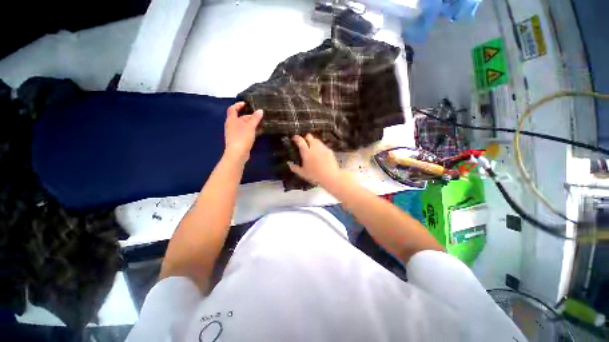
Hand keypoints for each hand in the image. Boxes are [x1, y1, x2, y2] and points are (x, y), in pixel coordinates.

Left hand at [224, 102, 262, 163]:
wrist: (237, 154)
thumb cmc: (242, 137)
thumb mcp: (250, 126)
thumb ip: (255, 118)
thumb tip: (260, 110)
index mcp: (231, 120)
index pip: (233, 109)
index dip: (238, 105)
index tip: (246, 104)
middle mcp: (231, 125)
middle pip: (240, 118)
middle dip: (249, 116)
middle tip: (259, 116)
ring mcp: (234, 133)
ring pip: (243, 126)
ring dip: (251, 124)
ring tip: (261, 124)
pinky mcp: (238, 140)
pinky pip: (245, 133)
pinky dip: (251, 131)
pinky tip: (259, 132)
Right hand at [287, 134, 341, 185]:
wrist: (331, 177)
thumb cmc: (315, 176)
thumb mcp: (302, 173)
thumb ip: (294, 168)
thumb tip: (289, 164)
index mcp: (306, 152)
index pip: (300, 141)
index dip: (296, 138)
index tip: (294, 138)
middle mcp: (314, 147)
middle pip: (309, 136)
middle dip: (306, 137)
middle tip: (304, 142)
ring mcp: (323, 148)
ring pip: (317, 140)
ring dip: (313, 141)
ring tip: (312, 147)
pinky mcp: (329, 151)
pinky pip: (323, 146)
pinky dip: (320, 147)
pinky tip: (320, 153)